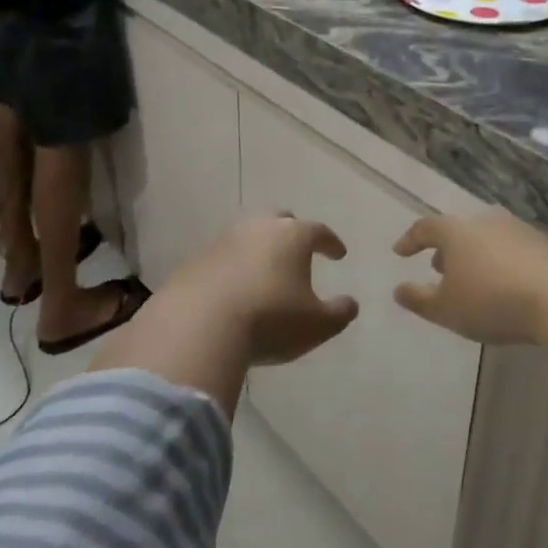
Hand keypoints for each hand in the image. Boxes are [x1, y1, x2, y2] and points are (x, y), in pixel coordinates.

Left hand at [157, 214, 356, 365]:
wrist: (199, 327)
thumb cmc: (270, 319)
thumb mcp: (317, 325)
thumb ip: (339, 312)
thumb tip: (350, 303)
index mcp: (292, 236)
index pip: (319, 231)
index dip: (331, 243)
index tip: (339, 254)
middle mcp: (258, 228)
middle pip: (280, 221)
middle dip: (292, 233)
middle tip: (299, 250)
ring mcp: (223, 241)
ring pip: (248, 236)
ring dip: (260, 250)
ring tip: (266, 271)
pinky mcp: (196, 261)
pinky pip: (223, 259)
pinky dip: (234, 268)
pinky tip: (235, 289)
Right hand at [392, 209, 547, 345]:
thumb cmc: (492, 301)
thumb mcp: (447, 309)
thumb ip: (419, 300)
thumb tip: (399, 290)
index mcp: (456, 231)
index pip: (425, 227)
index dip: (410, 240)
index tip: (400, 252)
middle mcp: (485, 221)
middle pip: (458, 230)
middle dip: (445, 249)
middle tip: (438, 268)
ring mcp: (517, 229)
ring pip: (485, 238)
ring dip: (473, 256)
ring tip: (471, 279)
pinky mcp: (543, 243)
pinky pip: (510, 249)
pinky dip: (498, 262)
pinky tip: (503, 284)